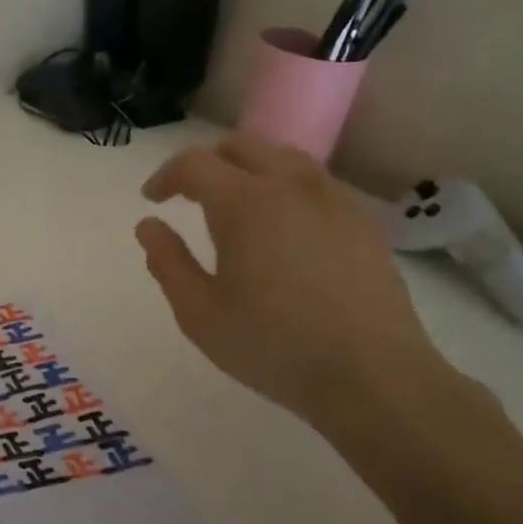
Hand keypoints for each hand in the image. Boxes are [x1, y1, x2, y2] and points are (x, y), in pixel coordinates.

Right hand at [136, 135, 466, 436]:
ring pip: (283, 157)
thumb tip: (149, 226)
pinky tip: (286, 229)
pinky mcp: (363, 221)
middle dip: (207, 164)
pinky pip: (315, 183)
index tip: (153, 200)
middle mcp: (290, 185)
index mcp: (245, 203)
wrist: (373, 376)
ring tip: (239, 207)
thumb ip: (168, 263)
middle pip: (241, 146)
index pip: (194, 164)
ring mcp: (333, 199)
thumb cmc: (275, 347)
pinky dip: (287, 188)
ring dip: (250, 169)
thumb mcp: (201, 314)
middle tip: (191, 198)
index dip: (166, 176)